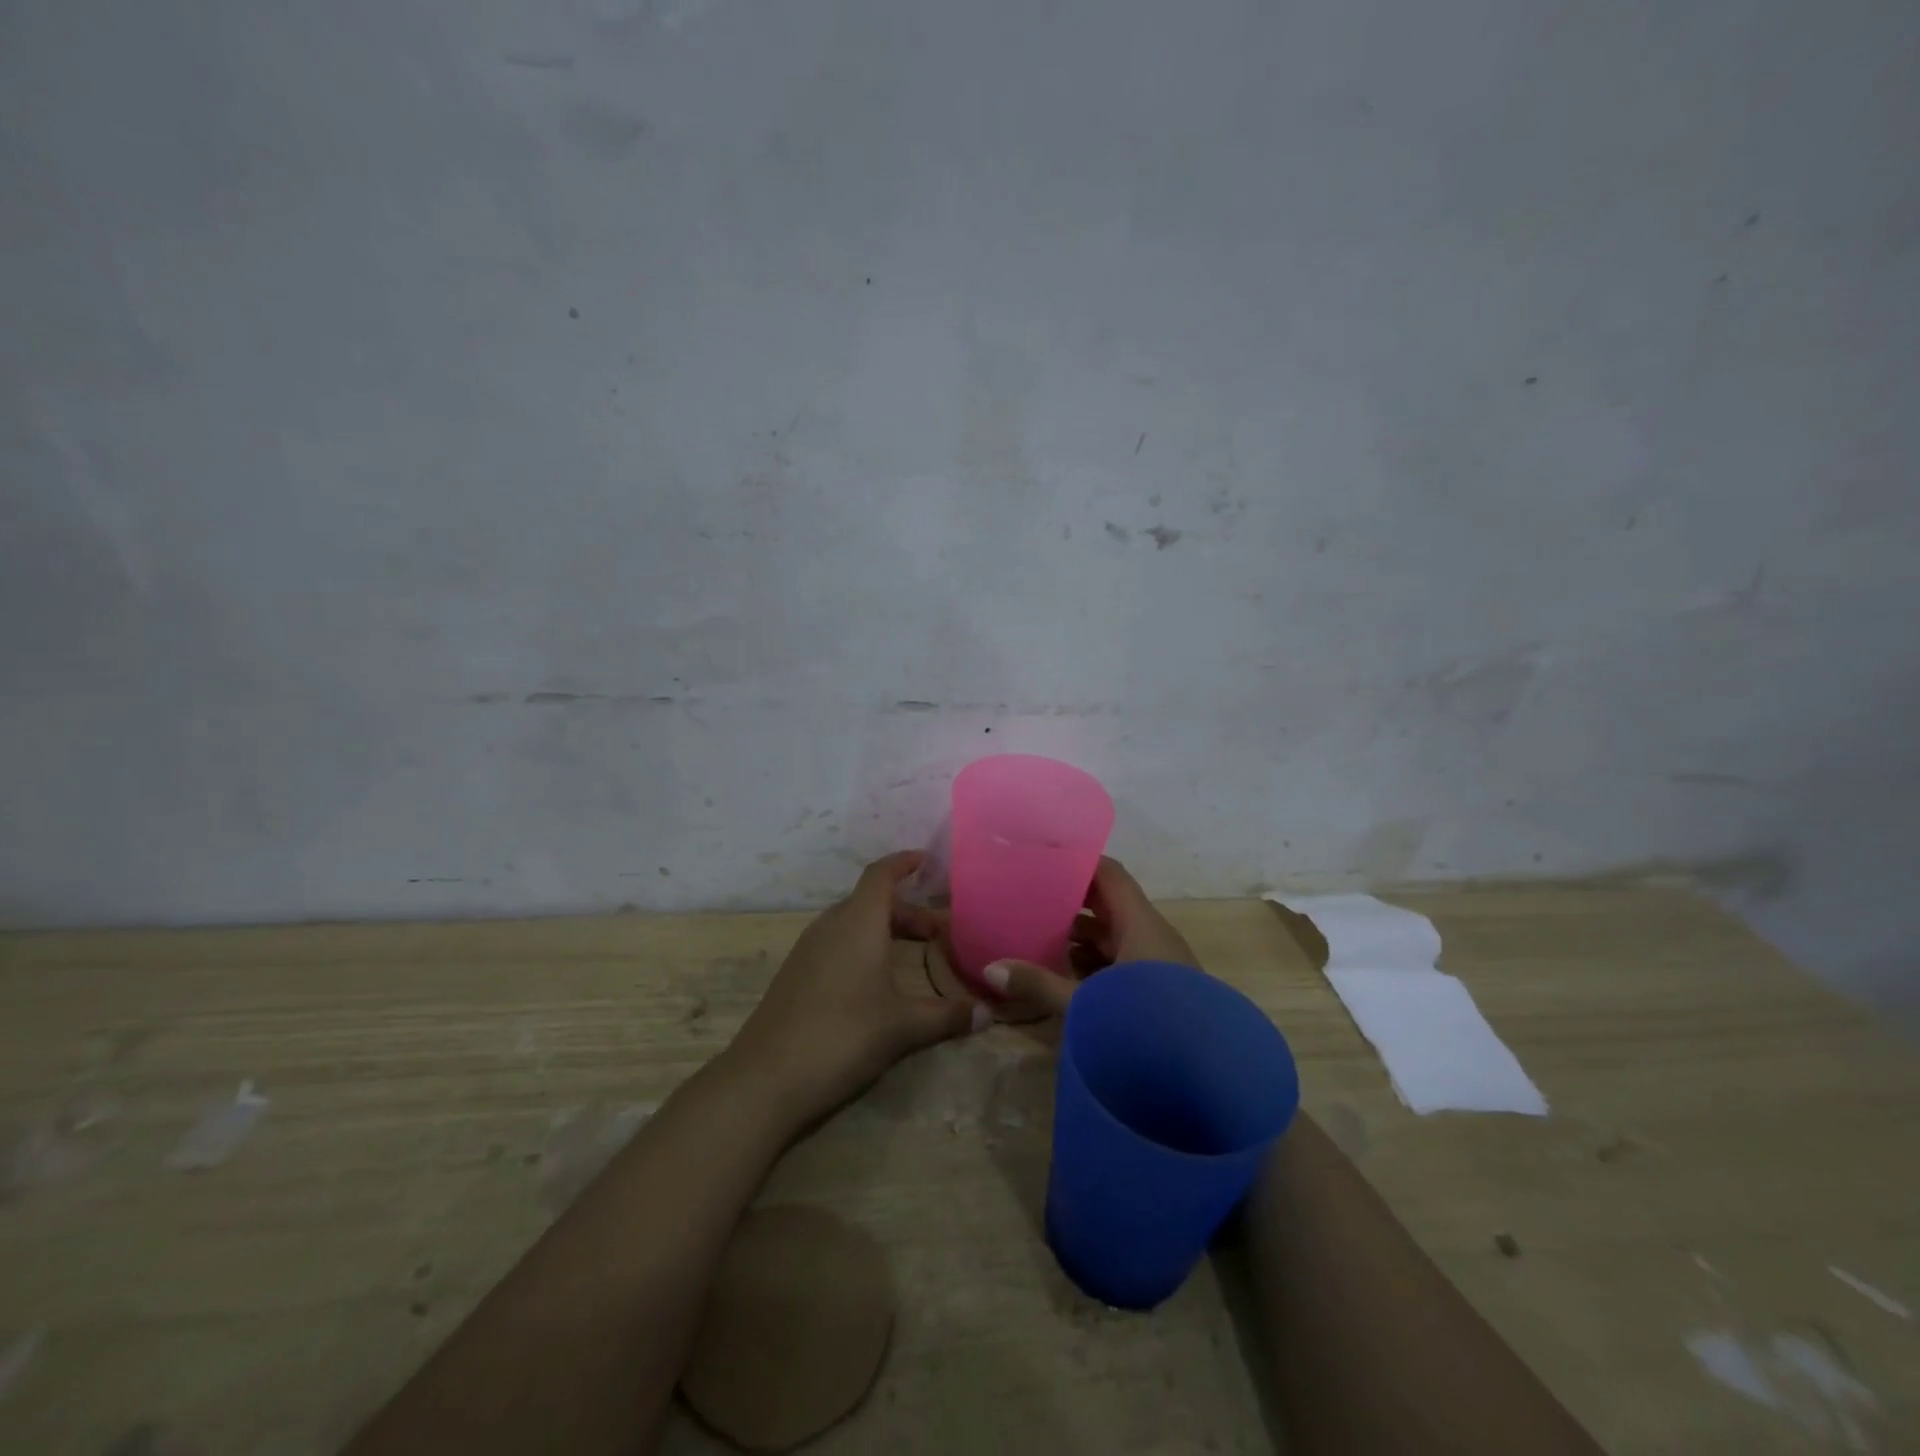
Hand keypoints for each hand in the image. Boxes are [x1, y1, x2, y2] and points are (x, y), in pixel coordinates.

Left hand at [727, 851, 988, 1128]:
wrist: (766, 1079)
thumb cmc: (843, 1035)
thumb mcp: (903, 1026)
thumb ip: (946, 1015)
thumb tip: (988, 1013)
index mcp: (857, 922)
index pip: (881, 874)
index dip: (904, 863)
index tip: (928, 860)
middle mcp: (830, 926)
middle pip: (870, 901)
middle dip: (906, 910)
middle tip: (939, 931)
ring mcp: (807, 950)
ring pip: (852, 924)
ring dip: (883, 930)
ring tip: (912, 953)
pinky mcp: (795, 976)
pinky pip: (836, 944)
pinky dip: (862, 948)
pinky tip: (876, 981)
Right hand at [985, 857, 1195, 1013]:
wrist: (1207, 1079)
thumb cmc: (1144, 1024)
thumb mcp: (1086, 1003)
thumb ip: (1039, 984)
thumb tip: (990, 969)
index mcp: (1141, 924)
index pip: (1109, 875)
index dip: (1078, 863)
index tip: (1043, 860)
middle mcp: (1153, 935)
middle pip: (1109, 904)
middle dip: (1072, 901)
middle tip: (1031, 896)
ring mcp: (1159, 964)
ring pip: (1116, 935)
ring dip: (1082, 936)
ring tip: (1041, 935)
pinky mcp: (1160, 990)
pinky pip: (1124, 961)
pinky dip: (1096, 961)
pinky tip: (1069, 975)